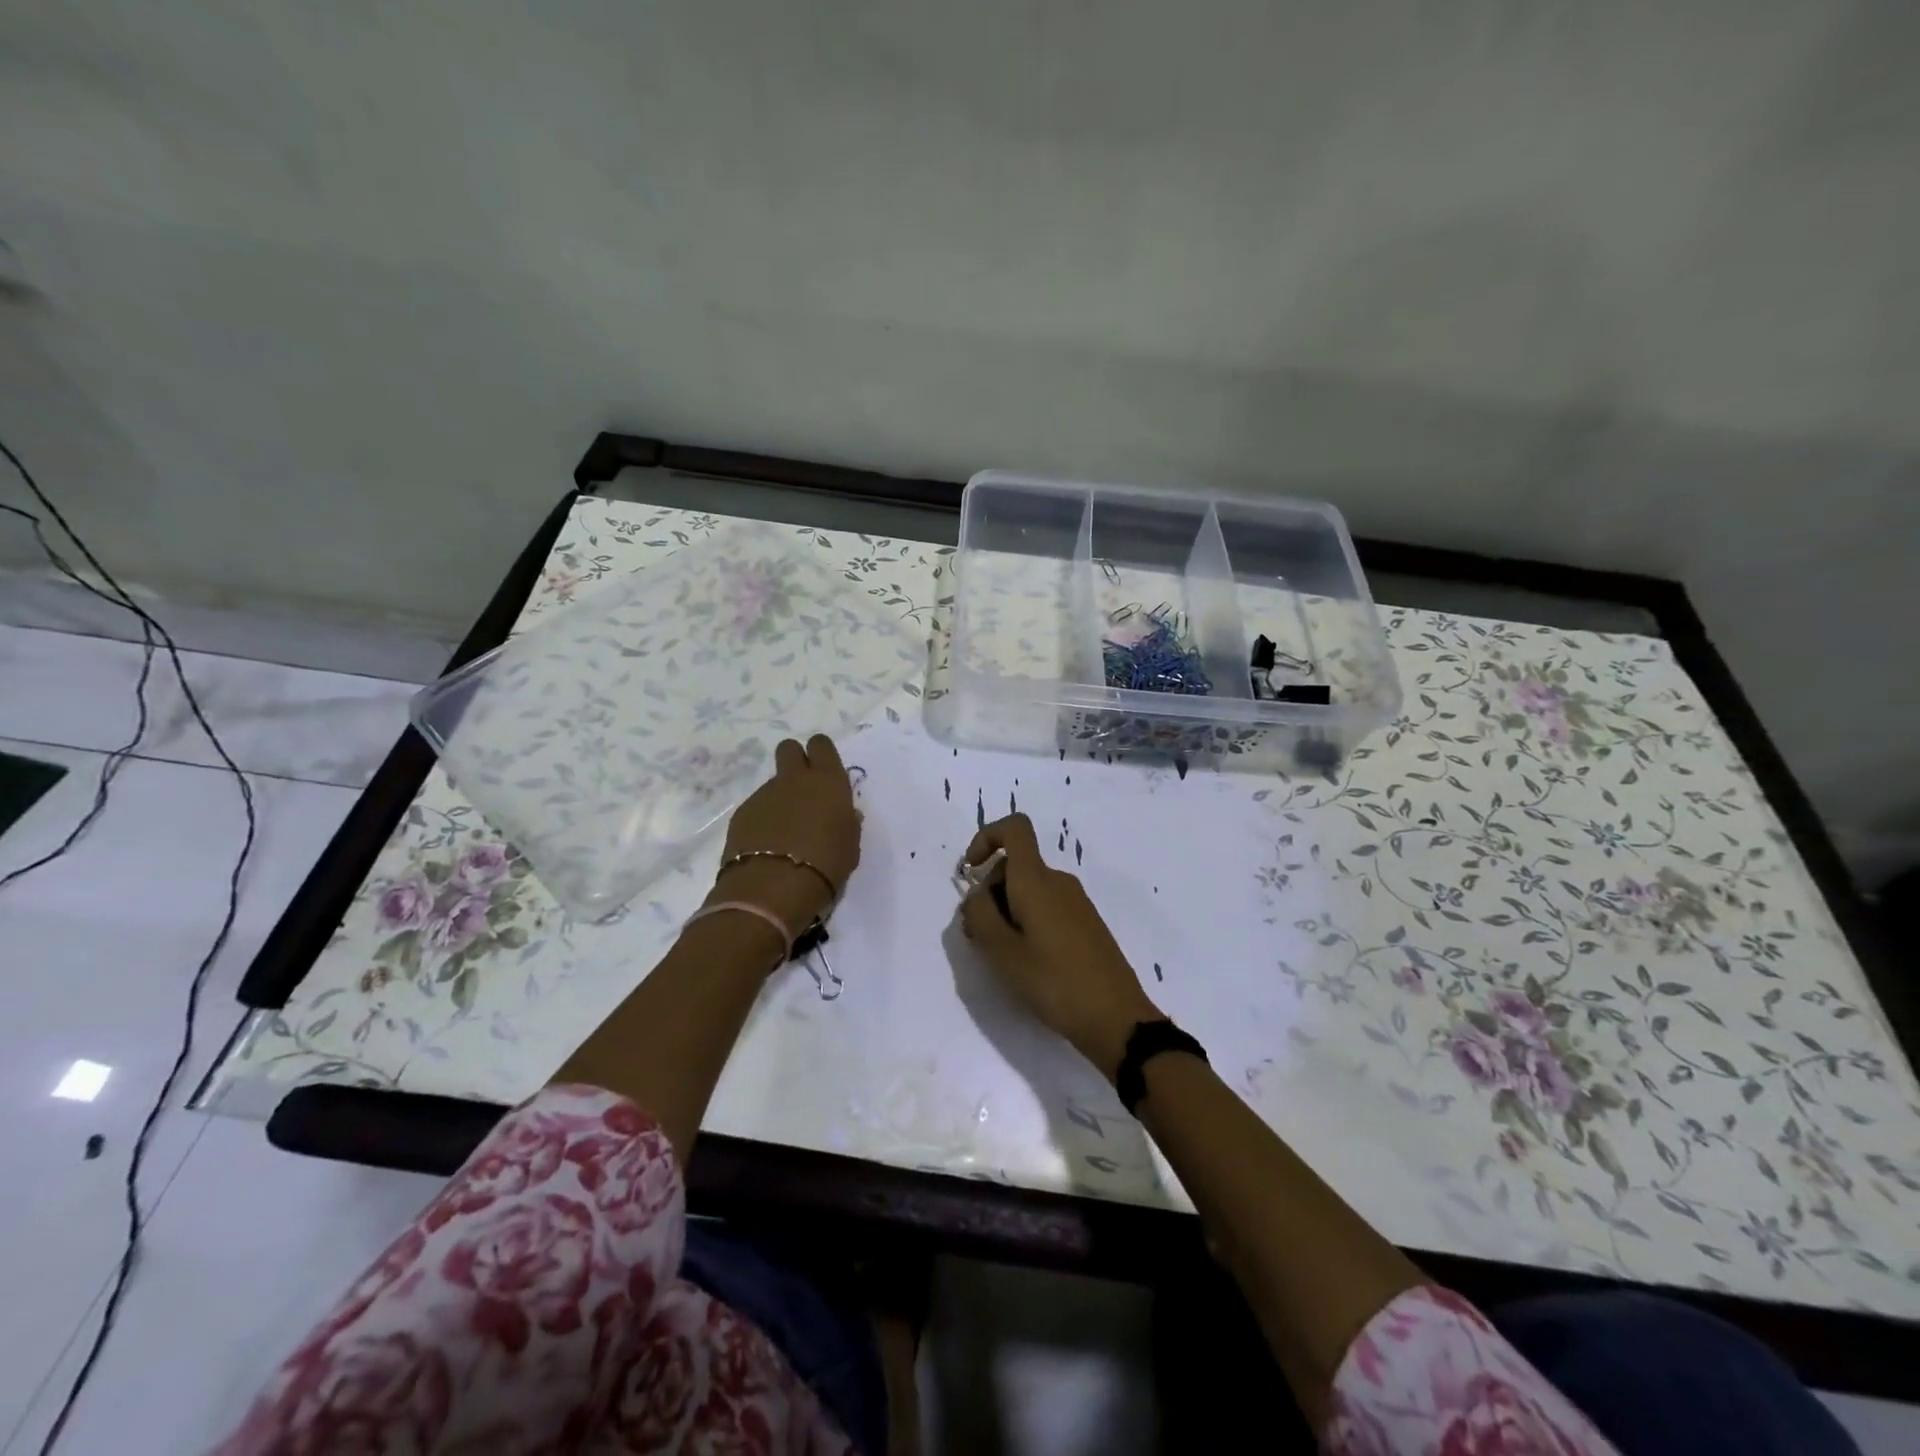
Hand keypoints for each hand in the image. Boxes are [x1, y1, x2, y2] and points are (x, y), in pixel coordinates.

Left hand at [712, 735, 860, 939]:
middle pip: (789, 749)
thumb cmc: (826, 865)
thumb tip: (844, 814)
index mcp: (828, 781)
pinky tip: (767, 845)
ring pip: (773, 782)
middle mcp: (795, 779)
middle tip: (803, 789)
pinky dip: (763, 820)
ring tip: (785, 831)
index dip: (821, 754)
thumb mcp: (850, 844)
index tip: (824, 772)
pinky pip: (757, 807)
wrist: (774, 887)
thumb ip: (847, 822)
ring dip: (780, 798)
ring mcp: (764, 794)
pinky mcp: (742, 813)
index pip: (821, 745)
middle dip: (795, 760)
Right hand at [958, 813, 1160, 1079]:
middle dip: (989, 890)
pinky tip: (1027, 960)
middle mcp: (1058, 881)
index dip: (986, 838)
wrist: (1116, 1017)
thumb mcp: (1003, 953)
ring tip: (1001, 954)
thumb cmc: (1055, 982)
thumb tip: (975, 895)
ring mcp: (1076, 902)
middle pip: (1015, 865)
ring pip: (1029, 888)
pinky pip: (1047, 905)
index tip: (971, 870)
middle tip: (979, 935)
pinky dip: (1027, 920)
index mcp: (1037, 880)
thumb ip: (979, 916)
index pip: (1015, 828)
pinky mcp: (1085, 923)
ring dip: (1006, 910)